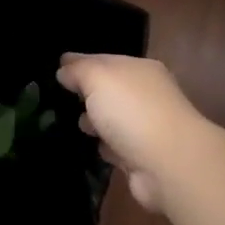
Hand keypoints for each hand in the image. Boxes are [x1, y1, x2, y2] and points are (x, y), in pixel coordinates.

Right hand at [57, 53, 203, 212]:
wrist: (168, 164)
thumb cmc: (131, 111)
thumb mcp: (97, 78)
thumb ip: (78, 70)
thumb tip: (64, 69)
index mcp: (139, 69)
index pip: (104, 60)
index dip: (79, 63)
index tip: (56, 69)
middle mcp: (147, 94)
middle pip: (109, 90)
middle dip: (86, 94)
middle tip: (61, 100)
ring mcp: (147, 126)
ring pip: (113, 119)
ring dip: (95, 122)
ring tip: (78, 126)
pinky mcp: (143, 156)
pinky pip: (117, 146)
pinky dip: (106, 147)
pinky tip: (94, 148)